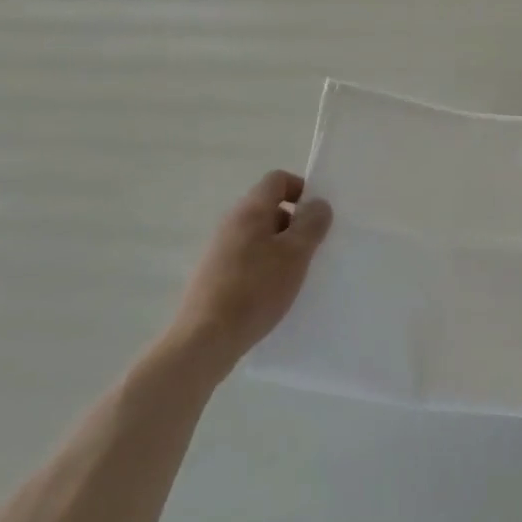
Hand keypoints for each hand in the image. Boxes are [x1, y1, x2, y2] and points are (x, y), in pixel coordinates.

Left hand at [167, 171, 332, 377]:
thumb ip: (312, 223)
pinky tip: (274, 293)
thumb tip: (318, 204)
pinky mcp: (214, 276)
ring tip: (296, 274)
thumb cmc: (255, 290)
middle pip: (269, 208)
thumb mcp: (296, 254)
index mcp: (249, 211)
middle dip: (294, 223)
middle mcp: (230, 224)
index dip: (302, 189)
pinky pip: (248, 259)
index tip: (317, 215)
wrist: (204, 341)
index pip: (277, 179)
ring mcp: (218, 251)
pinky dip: (265, 267)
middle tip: (313, 248)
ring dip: (281, 248)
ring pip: (259, 236)